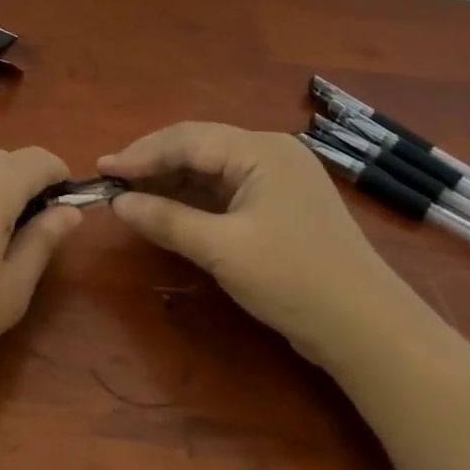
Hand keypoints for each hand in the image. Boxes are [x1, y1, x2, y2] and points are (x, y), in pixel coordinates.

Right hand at [100, 122, 419, 365]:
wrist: (368, 330)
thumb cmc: (294, 280)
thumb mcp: (223, 250)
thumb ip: (166, 220)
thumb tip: (117, 203)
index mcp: (261, 150)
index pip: (187, 139)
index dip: (140, 154)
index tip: (101, 169)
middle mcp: (269, 152)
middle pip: (198, 147)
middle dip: (153, 164)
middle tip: (111, 181)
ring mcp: (277, 178)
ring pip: (210, 169)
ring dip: (171, 181)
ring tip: (130, 195)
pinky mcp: (279, 204)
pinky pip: (225, 190)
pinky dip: (193, 199)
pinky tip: (167, 209)